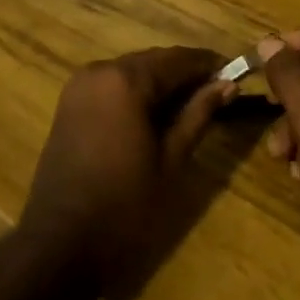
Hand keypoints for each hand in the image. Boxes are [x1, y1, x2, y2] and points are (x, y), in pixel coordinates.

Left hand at [19, 47, 236, 290]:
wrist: (62, 240)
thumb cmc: (125, 205)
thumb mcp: (171, 159)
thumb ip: (198, 115)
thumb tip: (227, 84)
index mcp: (126, 80)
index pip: (178, 59)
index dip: (209, 64)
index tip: (236, 72)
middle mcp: (99, 70)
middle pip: (153, 61)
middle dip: (185, 73)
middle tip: (219, 92)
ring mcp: (79, 85)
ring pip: (132, 71)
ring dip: (161, 82)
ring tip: (193, 105)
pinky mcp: (70, 102)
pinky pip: (111, 85)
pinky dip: (136, 92)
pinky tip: (157, 114)